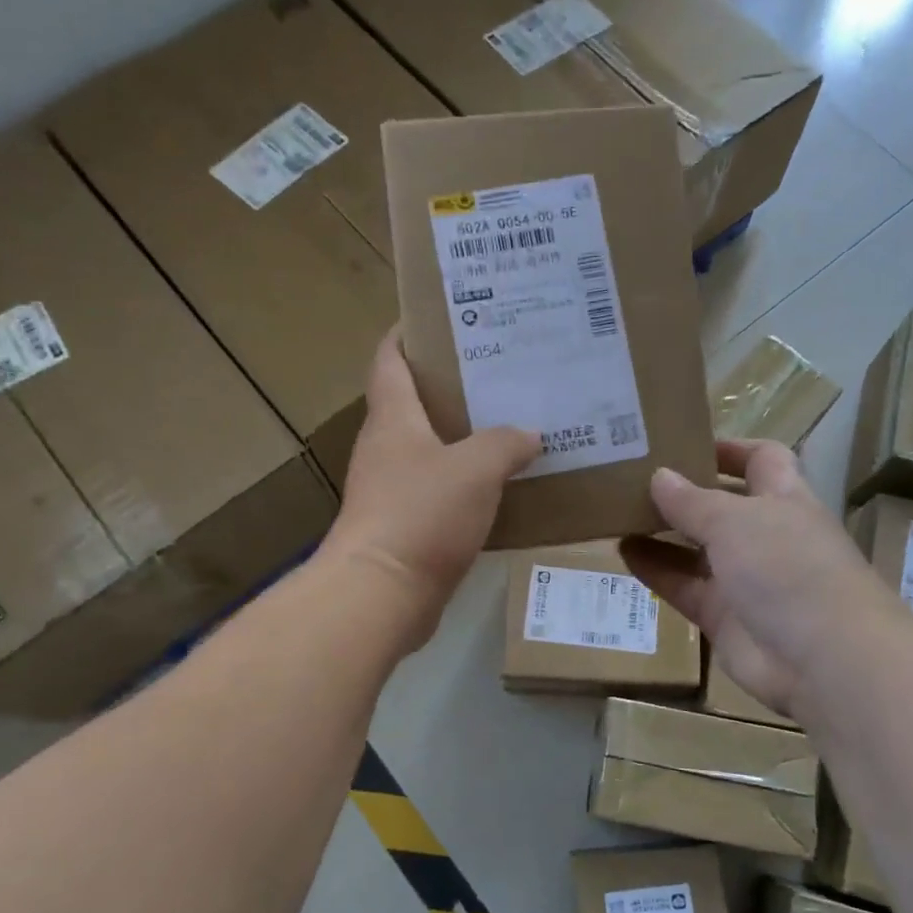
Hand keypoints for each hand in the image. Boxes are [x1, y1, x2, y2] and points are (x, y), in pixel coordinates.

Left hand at [321, 331, 539, 649]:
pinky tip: (501, 485)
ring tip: (510, 424)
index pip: (390, 359)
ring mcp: (390, 489)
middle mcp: (385, 447)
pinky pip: (438, 490)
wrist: (382, 595)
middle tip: (499, 373)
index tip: (441, 317)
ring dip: (462, 436)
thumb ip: (505, 443)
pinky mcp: (403, 526)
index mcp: (393, 418)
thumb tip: (530, 434)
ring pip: (429, 449)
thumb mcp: (476, 468)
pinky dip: (465, 482)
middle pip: (413, 402)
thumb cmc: (422, 514)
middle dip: (451, 385)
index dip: (408, 333)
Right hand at [620, 440, 884, 716]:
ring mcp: (745, 578)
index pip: (761, 459)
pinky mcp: (724, 617)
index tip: (683, 442)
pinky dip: (656, 570)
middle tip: (633, 475)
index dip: (729, 448)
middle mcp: (765, 535)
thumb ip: (692, 501)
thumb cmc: (788, 568)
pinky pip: (684, 586)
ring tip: (617, 511)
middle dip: (683, 491)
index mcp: (783, 499)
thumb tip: (660, 476)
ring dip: (662, 531)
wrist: (823, 659)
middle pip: (721, 504)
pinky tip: (623, 552)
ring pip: (697, 548)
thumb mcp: (735, 521)